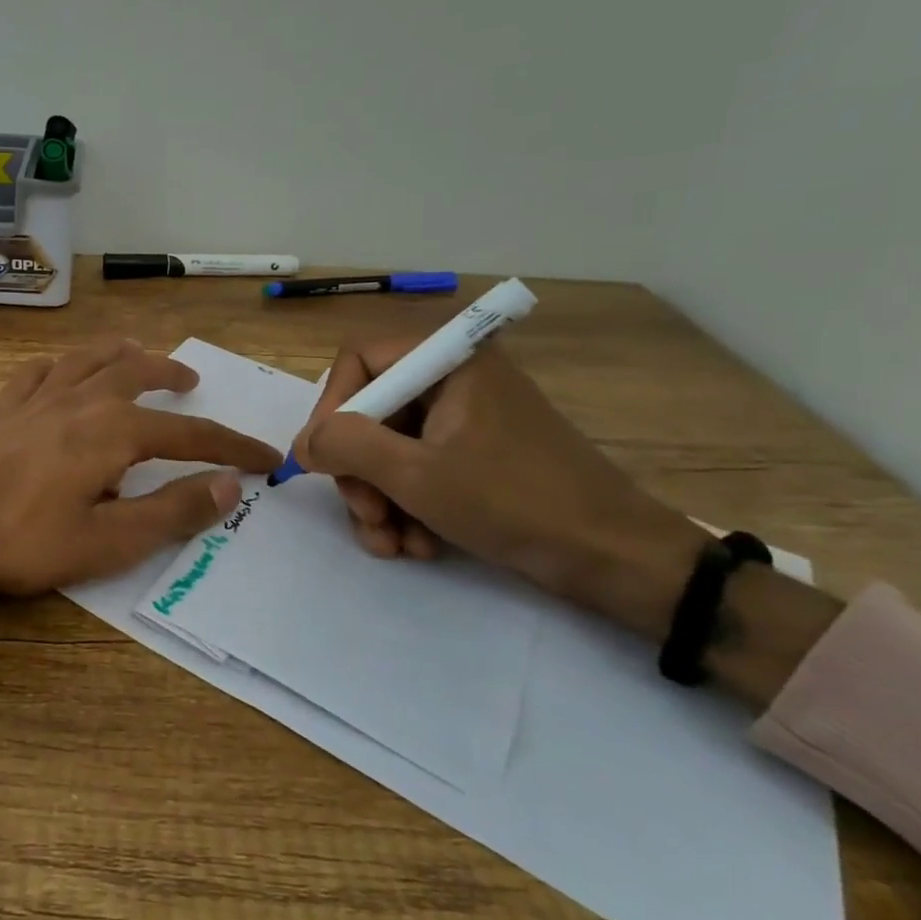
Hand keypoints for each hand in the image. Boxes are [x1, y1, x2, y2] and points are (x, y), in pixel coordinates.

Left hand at [0, 340, 281, 593]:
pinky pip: (38, 372)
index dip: (232, 446)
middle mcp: (82, 401)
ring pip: (89, 358)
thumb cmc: (25, 538)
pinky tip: (61, 369)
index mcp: (114, 431)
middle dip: (170, 374)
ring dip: (120, 353)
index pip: (189, 434)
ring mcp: (39, 399)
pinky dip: (59, 364)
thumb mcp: (109, 541)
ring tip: (137, 354)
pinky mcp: (5, 409)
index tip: (267, 456)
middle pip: (137, 372)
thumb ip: (171, 512)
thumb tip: (229, 486)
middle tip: (191, 381)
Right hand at [293, 337, 705, 634]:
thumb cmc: (514, 502)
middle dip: (359, 471)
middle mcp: (455, 379)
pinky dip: (408, 505)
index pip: (359, 361)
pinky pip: (419, 468)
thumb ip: (347, 446)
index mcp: (449, 360)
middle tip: (366, 516)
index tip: (325, 461)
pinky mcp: (477, 455)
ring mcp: (467, 419)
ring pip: (390, 447)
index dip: (332, 409)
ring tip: (392, 544)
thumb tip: (303, 443)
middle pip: (372, 410)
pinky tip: (419, 544)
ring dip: (380, 498)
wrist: (617, 559)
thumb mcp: (416, 475)